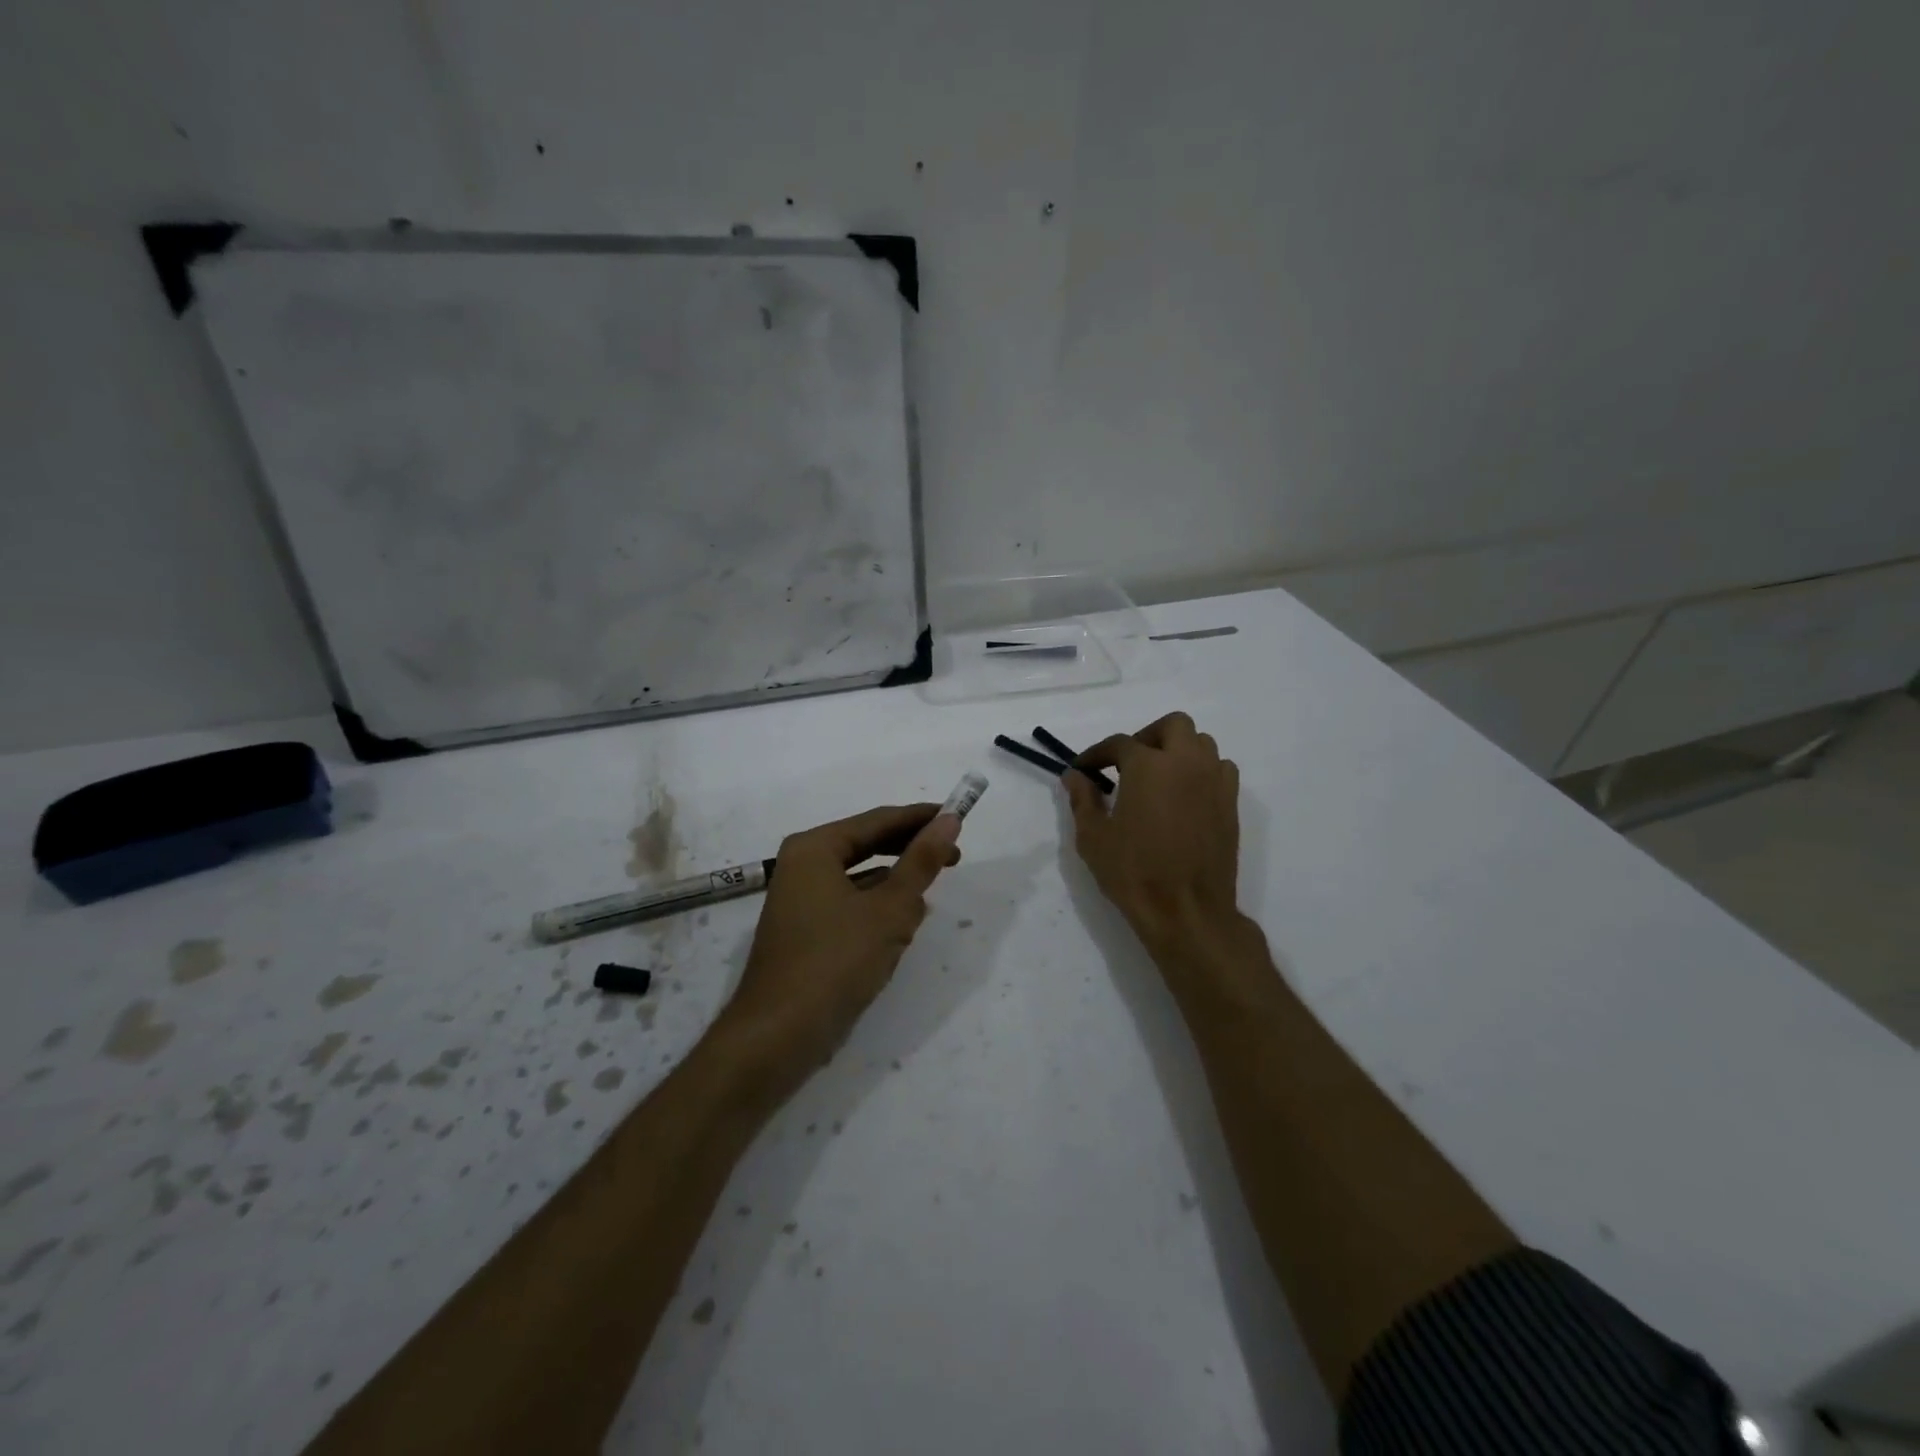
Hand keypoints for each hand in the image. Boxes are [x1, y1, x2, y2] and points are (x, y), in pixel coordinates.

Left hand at [718, 803, 960, 1089]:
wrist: (779, 1035)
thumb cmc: (836, 961)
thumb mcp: (890, 909)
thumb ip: (921, 861)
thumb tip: (949, 820)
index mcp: (814, 848)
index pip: (877, 820)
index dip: (920, 818)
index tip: (958, 819)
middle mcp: (802, 866)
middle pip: (866, 845)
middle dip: (909, 852)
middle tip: (954, 856)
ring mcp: (800, 900)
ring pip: (860, 878)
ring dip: (895, 883)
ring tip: (930, 892)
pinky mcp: (805, 932)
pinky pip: (849, 904)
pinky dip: (877, 908)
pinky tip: (902, 925)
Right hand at [1065, 712, 1241, 947]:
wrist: (1187, 911)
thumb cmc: (1133, 873)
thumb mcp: (1093, 837)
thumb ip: (1082, 799)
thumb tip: (1075, 777)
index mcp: (1148, 765)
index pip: (1118, 744)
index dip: (1096, 755)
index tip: (1084, 770)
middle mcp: (1186, 762)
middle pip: (1172, 726)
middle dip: (1147, 737)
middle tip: (1127, 764)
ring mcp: (1214, 782)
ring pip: (1201, 744)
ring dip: (1177, 751)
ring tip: (1158, 777)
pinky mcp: (1230, 804)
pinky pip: (1219, 770)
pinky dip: (1201, 771)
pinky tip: (1185, 795)